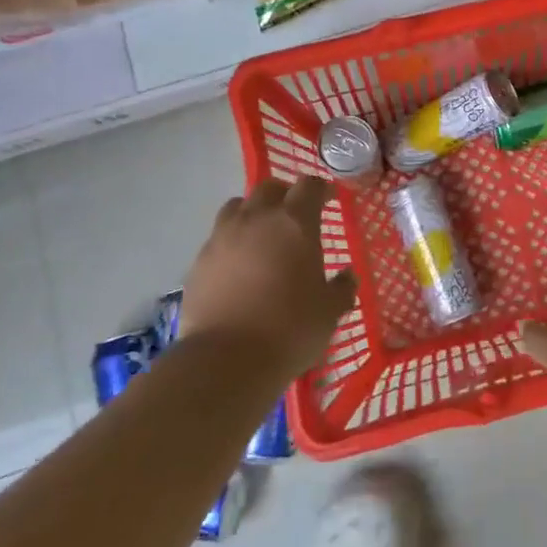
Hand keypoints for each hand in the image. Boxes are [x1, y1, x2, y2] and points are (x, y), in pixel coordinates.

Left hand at [177, 177, 357, 380]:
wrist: (225, 361)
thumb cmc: (290, 329)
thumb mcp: (330, 311)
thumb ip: (342, 288)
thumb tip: (347, 276)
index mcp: (295, 223)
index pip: (309, 186)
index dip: (321, 189)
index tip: (329, 198)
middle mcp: (257, 219)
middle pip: (269, 188)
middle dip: (284, 195)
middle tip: (294, 215)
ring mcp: (222, 238)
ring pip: (237, 206)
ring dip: (253, 212)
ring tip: (261, 234)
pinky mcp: (199, 261)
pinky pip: (218, 238)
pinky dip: (231, 242)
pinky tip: (238, 266)